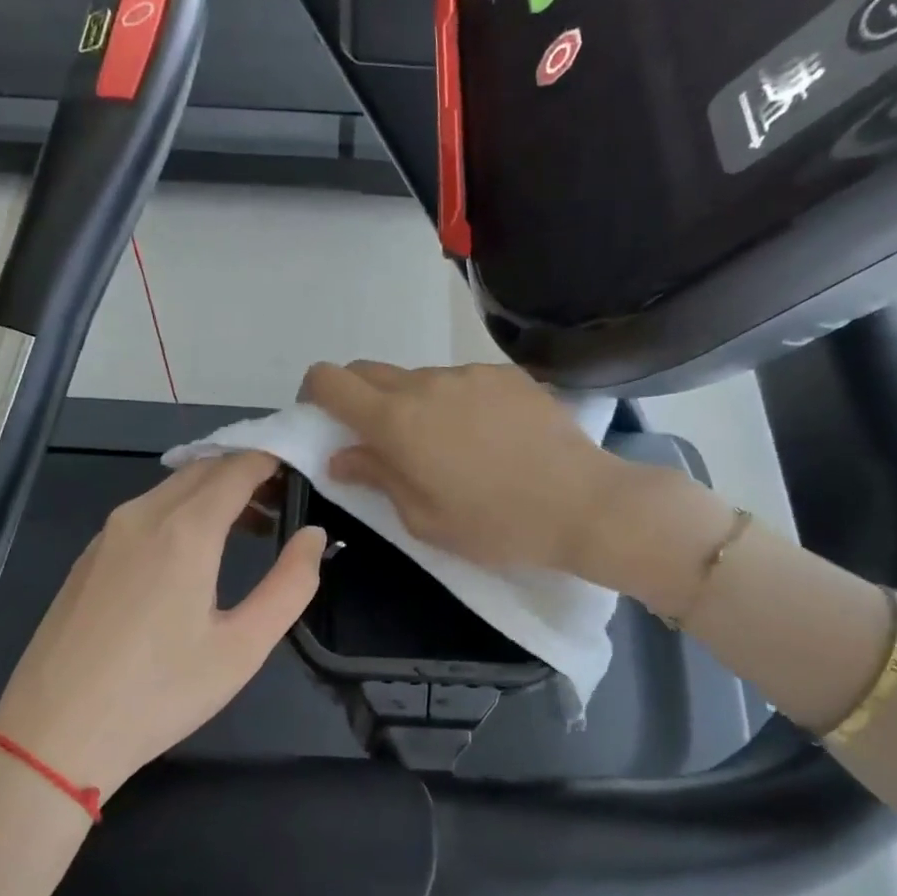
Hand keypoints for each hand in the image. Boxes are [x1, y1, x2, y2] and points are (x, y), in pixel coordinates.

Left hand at [0, 452, 324, 800]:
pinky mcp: (89, 556)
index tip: (303, 468)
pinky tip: (194, 552)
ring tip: (250, 528)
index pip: (238, 468)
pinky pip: (145, 511)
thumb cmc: (159, 694)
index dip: (273, 459)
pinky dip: (181, 510)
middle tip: (284, 502)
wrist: (53, 735)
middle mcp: (142, 515)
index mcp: (184, 531)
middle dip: (248, 473)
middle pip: (204, 470)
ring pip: (172, 488)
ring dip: (214, 493)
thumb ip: (290, 585)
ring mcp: (108, 534)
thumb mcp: (243, 648)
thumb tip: (313, 535)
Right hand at [301, 361, 628, 573]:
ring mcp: (470, 373)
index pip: (330, 380)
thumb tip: (342, 455)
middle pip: (369, 371)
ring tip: (447, 447)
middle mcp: (426, 382)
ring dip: (413, 403)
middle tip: (377, 440)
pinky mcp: (506, 375)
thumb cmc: (494, 524)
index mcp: (396, 420)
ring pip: (419, 378)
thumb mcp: (422, 518)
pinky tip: (488, 437)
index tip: (321, 418)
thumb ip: (376, 476)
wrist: (582, 503)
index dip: (314, 394)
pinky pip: (462, 381)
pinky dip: (456, 402)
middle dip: (358, 398)